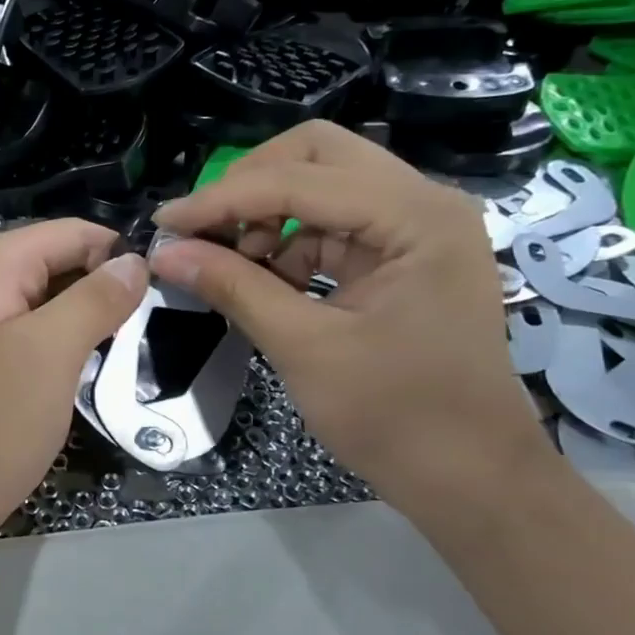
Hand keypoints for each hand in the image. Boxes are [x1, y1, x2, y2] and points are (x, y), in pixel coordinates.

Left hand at [0, 220, 146, 540]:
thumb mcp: (53, 351)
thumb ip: (97, 297)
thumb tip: (137, 260)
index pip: (74, 232)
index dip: (119, 255)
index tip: (164, 293)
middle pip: (65, 262)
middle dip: (108, 288)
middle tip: (152, 328)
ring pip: (58, 299)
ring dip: (94, 320)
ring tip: (131, 349)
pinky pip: (44, 331)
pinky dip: (73, 343)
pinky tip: (95, 367)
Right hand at [149, 122, 551, 519]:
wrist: (471, 478)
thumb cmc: (396, 417)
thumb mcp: (303, 347)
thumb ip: (233, 287)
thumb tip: (164, 253)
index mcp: (416, 217)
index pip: (300, 180)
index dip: (222, 199)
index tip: (164, 224)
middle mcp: (424, 203)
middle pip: (318, 155)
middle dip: (251, 186)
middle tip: (205, 231)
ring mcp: (418, 226)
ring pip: (323, 183)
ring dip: (268, 214)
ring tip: (231, 262)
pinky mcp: (404, 253)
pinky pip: (332, 223)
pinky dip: (289, 241)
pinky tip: (263, 277)